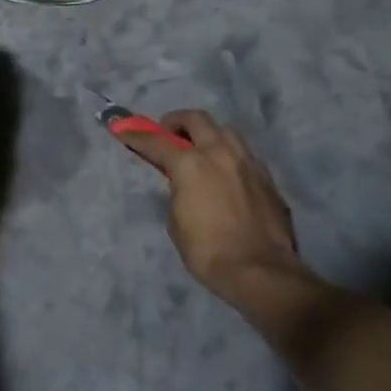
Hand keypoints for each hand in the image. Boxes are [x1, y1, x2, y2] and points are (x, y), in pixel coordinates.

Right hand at [114, 111, 307, 319]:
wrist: (261, 271)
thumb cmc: (208, 251)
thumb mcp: (176, 222)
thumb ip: (178, 193)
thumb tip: (184, 185)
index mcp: (190, 165)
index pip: (156, 142)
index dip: (137, 134)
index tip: (123, 127)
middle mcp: (220, 154)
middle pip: (197, 119)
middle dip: (177, 121)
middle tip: (168, 133)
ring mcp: (247, 163)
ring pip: (226, 131)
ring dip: (209, 134)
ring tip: (202, 150)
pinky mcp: (267, 178)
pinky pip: (245, 154)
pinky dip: (230, 156)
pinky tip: (227, 173)